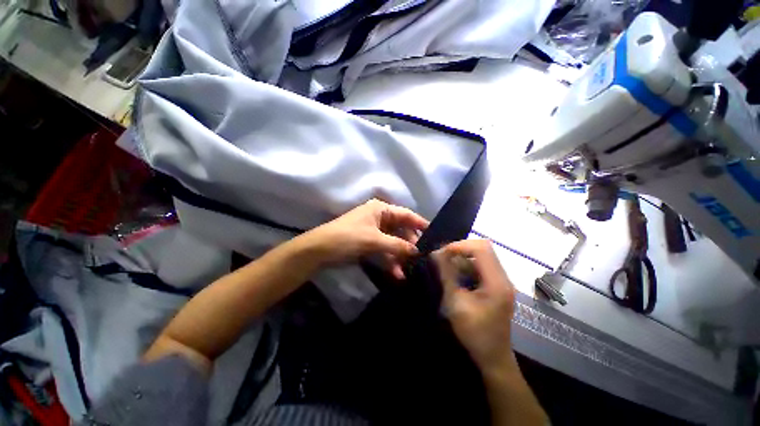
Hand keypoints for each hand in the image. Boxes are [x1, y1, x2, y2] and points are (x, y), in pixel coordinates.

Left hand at [306, 199, 428, 278]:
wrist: (318, 251)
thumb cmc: (348, 238)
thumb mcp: (374, 240)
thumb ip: (398, 245)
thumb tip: (418, 251)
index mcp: (381, 209)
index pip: (406, 215)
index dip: (421, 224)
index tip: (435, 235)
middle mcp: (379, 218)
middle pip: (401, 230)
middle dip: (410, 245)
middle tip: (422, 259)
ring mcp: (374, 231)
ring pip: (393, 242)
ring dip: (400, 256)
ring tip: (410, 271)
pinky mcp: (368, 243)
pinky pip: (384, 250)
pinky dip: (390, 261)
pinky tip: (397, 274)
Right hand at [433, 240, 515, 373]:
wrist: (493, 357)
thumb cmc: (474, 333)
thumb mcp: (456, 303)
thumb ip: (447, 275)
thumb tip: (436, 254)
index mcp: (497, 282)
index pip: (482, 248)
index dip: (460, 246)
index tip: (442, 253)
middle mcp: (502, 277)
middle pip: (483, 249)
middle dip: (460, 250)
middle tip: (442, 258)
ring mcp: (501, 281)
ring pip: (481, 257)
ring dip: (462, 258)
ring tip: (445, 266)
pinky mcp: (496, 286)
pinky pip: (480, 267)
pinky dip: (466, 266)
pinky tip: (454, 276)